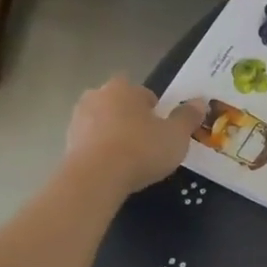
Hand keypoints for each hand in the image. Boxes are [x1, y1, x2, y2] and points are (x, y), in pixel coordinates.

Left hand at [61, 78, 202, 196]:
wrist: (95, 178)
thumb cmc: (141, 149)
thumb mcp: (176, 135)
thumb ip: (188, 117)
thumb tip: (200, 102)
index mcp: (123, 88)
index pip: (143, 92)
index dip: (155, 109)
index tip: (162, 128)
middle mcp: (97, 96)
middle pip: (120, 105)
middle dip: (131, 119)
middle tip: (147, 142)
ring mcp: (77, 120)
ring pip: (103, 123)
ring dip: (114, 135)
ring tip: (130, 159)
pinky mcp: (66, 144)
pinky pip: (90, 143)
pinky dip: (101, 152)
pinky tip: (113, 170)